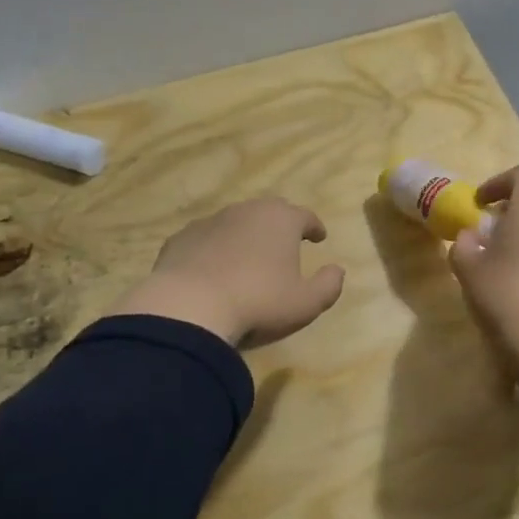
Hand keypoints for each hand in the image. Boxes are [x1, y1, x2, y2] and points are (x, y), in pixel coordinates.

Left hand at [111, 197, 345, 347]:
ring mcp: (209, 222)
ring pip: (234, 222)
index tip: (319, 237)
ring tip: (248, 258)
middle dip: (280, 224)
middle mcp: (246, 211)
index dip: (314, 226)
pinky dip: (214, 249)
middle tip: (285, 242)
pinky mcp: (180, 239)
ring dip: (245, 235)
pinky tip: (212, 269)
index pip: (305, 215)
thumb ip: (328, 285)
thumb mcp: (305, 303)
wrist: (188, 308)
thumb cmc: (258, 303)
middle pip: (269, 211)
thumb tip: (337, 270)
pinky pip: (205, 239)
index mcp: (280, 220)